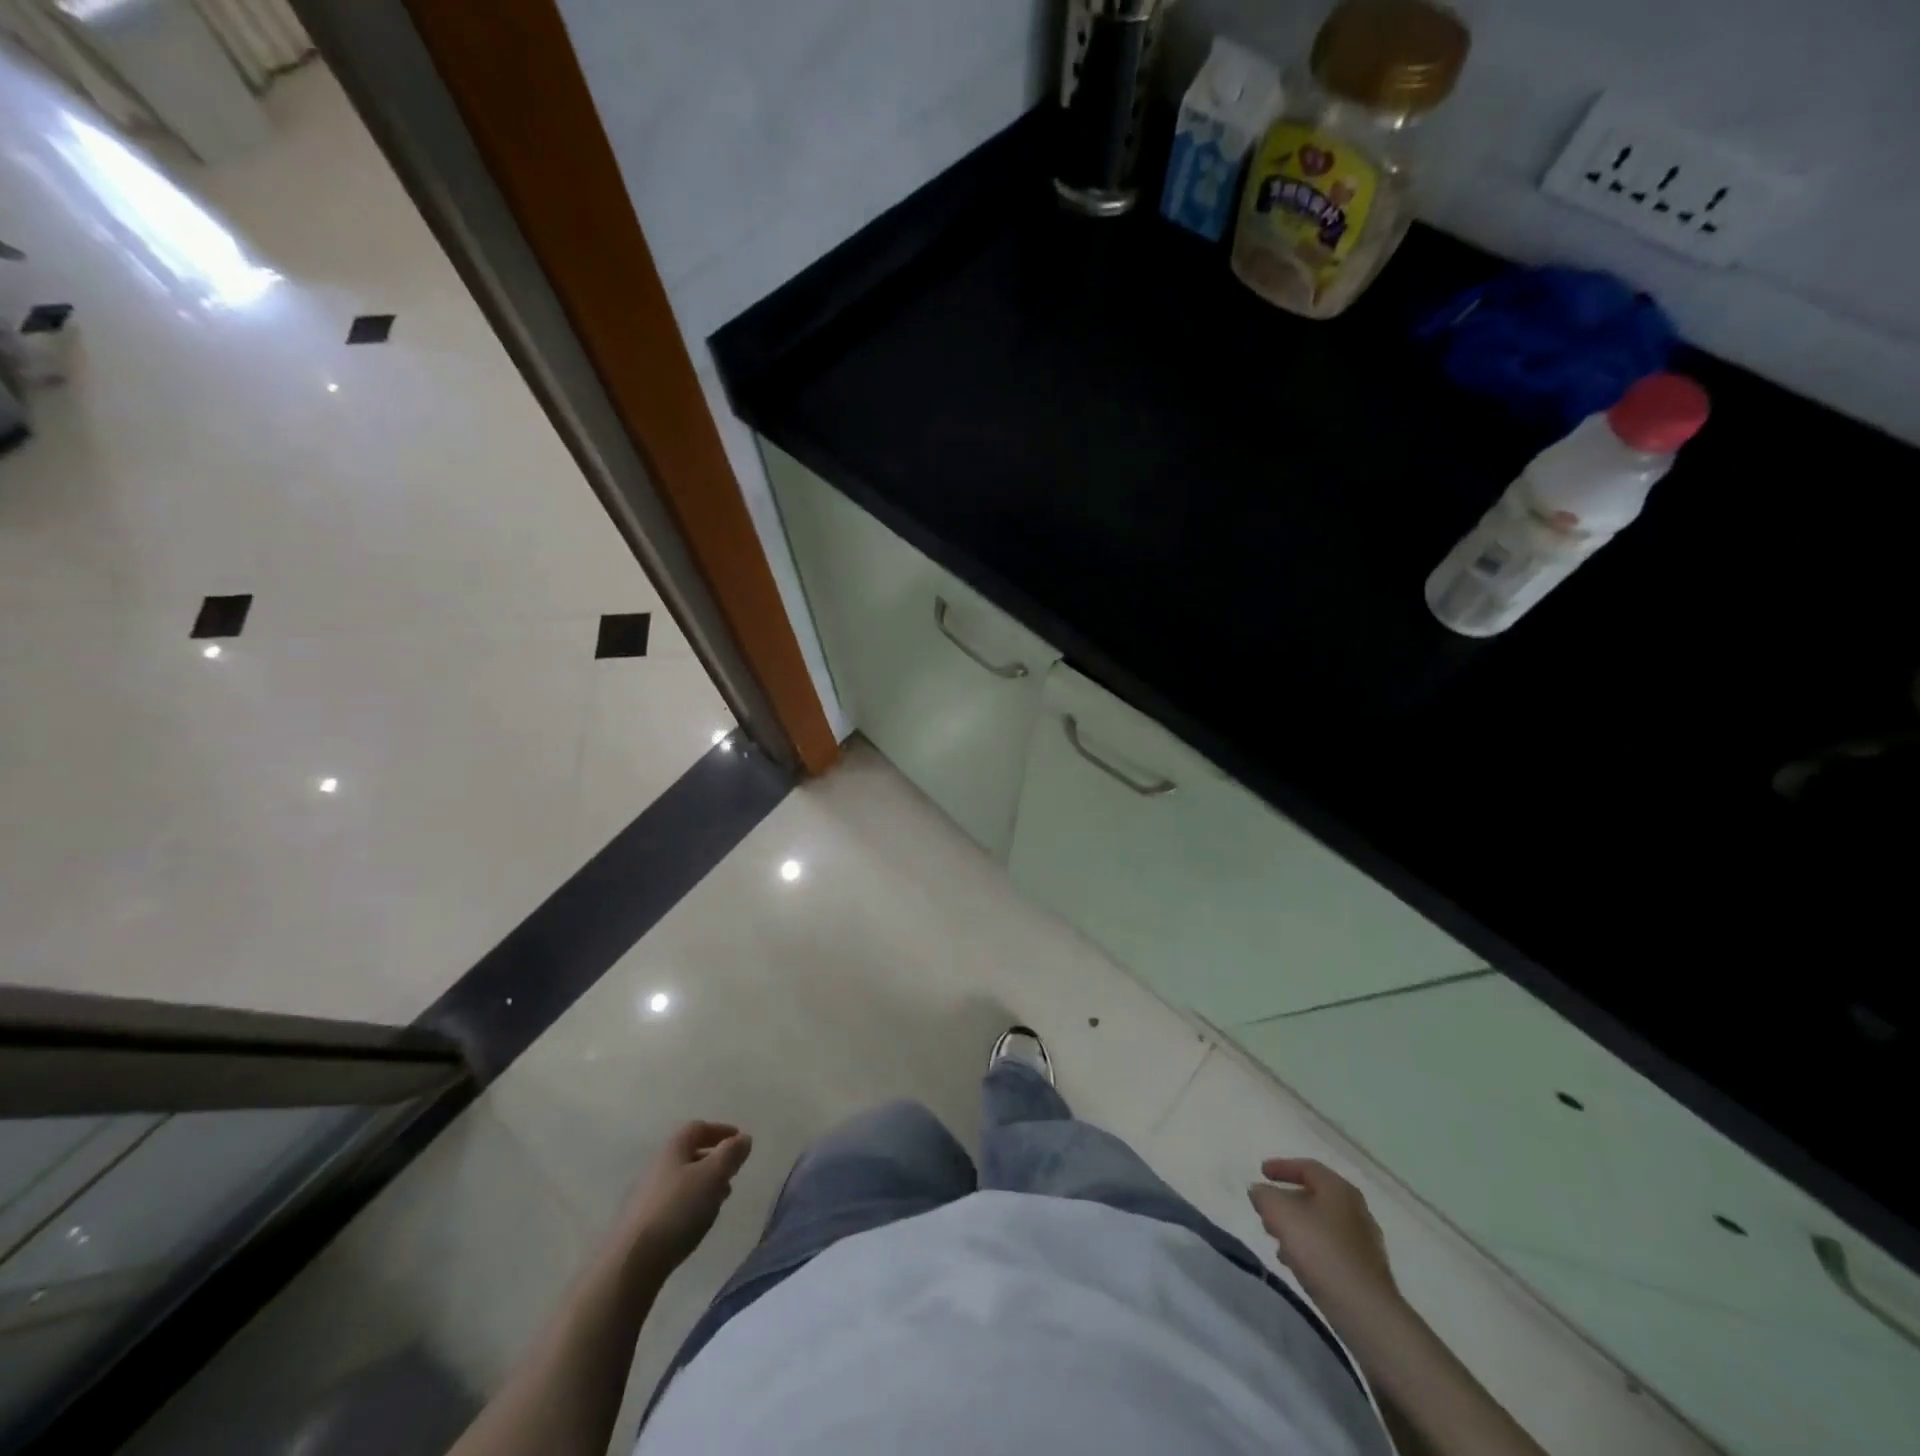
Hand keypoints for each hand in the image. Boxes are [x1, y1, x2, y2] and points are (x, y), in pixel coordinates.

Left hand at [618, 1121, 752, 1272]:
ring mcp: (644, 1197)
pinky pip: (672, 1203)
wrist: (630, 1263)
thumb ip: (731, 1154)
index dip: (720, 1131)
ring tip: (719, 1200)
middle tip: (732, 1172)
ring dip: (703, 1184)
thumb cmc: (677, 1210)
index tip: (739, 1139)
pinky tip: (696, 1222)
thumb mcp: (713, 1176)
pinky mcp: (640, 1224)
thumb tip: (744, 1138)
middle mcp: (656, 1167)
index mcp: (673, 1149)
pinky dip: (690, 1204)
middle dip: (713, 1160)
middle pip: (688, 1154)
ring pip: (680, 1181)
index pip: (698, 1128)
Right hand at [1249, 1157, 1398, 1313]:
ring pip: (1322, 1224)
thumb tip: (1259, 1191)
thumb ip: (1264, 1196)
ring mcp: (1364, 1242)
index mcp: (1339, 1189)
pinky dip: (1311, 1248)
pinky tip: (1296, 1263)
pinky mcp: (1365, 1271)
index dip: (1281, 1167)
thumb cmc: (1321, 1251)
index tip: (1261, 1172)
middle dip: (1287, 1201)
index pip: (1307, 1167)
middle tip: (1267, 1210)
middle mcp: (1356, 1210)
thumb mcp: (1280, 1214)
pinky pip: (1331, 1249)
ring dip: (1297, 1227)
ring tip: (1276, 1240)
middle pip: (1315, 1196)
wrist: (1365, 1312)